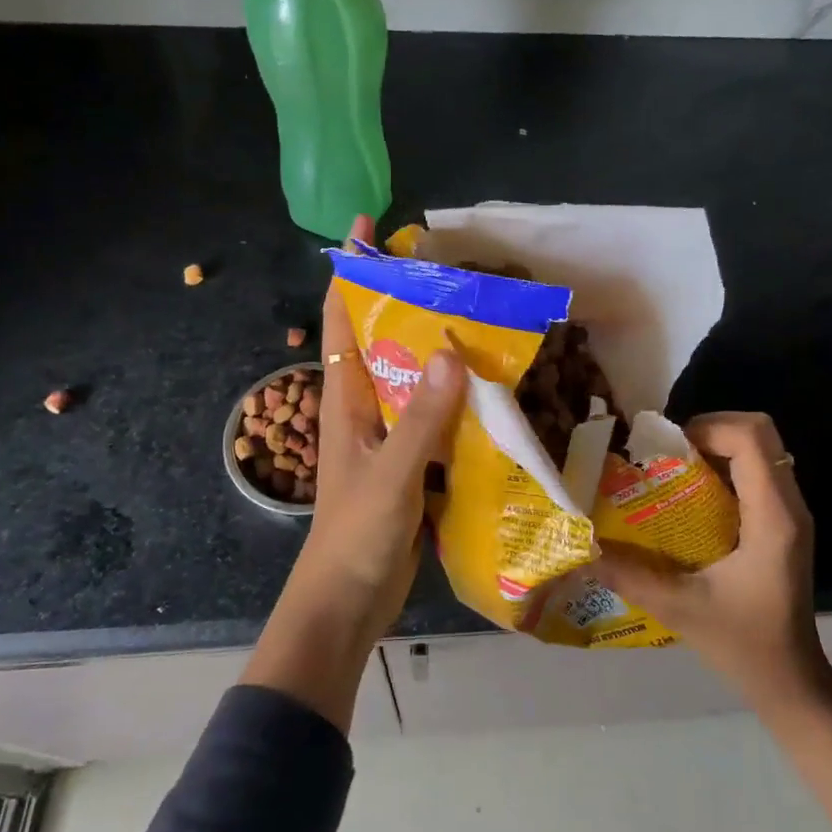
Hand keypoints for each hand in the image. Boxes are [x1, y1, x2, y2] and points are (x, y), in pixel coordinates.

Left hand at [296, 214, 466, 633]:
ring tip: (481, 319)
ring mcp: (387, 437)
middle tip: (450, 271)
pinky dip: (457, 399)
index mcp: (344, 400)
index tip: (368, 227)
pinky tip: (492, 390)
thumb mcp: (391, 475)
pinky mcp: (411, 464)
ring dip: (437, 351)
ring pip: (412, 379)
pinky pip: (435, 418)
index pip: (340, 320)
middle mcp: (363, 409)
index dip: (350, 271)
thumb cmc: (356, 536)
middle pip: (380, 341)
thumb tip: (452, 352)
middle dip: (406, 302)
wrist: (347, 604)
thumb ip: (420, 418)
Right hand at [594, 411, 830, 709]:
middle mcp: (788, 505)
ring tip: (673, 468)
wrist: (791, 683)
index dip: (708, 426)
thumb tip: (583, 544)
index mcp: (772, 518)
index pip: (751, 438)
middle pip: (759, 432)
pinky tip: (691, 496)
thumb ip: (629, 574)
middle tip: (668, 452)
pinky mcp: (782, 523)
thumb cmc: (743, 645)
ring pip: (760, 449)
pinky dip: (724, 466)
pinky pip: (756, 471)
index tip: (667, 448)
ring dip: (716, 445)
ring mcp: (789, 513)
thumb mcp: (679, 608)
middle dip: (710, 428)